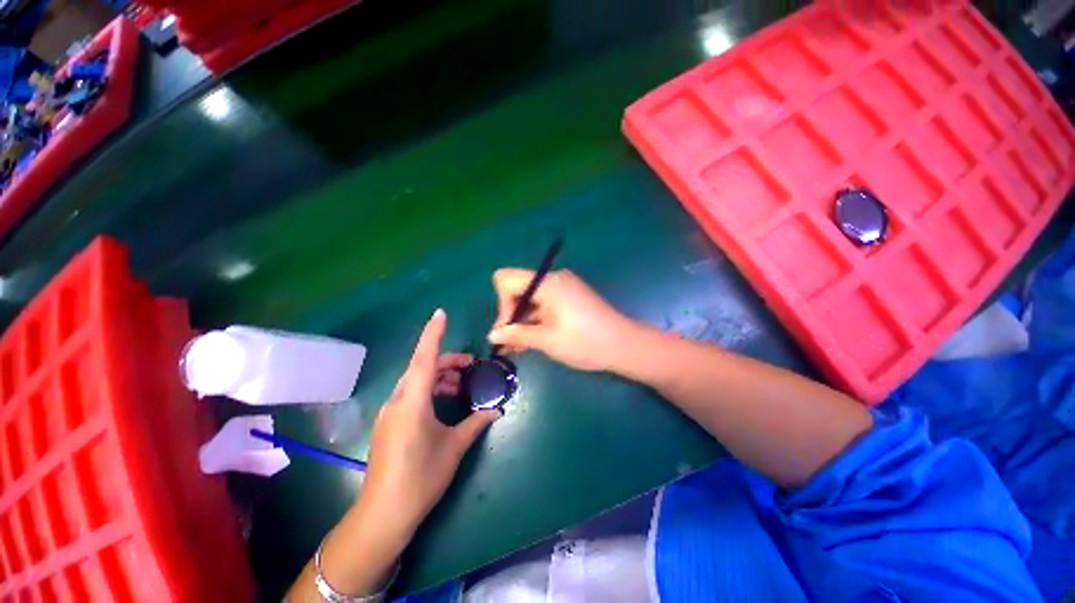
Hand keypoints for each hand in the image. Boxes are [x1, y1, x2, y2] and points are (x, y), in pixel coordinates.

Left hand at [361, 309, 500, 536]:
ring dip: (438, 376)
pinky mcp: (389, 423)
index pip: (424, 359)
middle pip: (421, 367)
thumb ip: (476, 423)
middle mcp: (397, 401)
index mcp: (413, 402)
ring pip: (415, 381)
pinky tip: (443, 401)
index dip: (433, 334)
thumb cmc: (420, 478)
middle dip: (446, 360)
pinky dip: (429, 389)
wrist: (382, 515)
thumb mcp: (453, 448)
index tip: (440, 313)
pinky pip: (410, 394)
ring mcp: (390, 412)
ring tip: (460, 384)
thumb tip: (496, 410)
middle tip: (470, 365)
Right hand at [488, 268, 638, 371]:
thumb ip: (517, 334)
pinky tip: (533, 339)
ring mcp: (564, 286)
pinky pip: (544, 303)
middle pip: (518, 288)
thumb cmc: (586, 343)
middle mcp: (554, 279)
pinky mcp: (570, 296)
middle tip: (510, 344)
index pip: (507, 280)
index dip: (502, 304)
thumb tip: (493, 335)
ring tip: (519, 347)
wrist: (625, 346)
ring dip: (522, 320)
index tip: (509, 329)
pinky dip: (535, 319)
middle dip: (511, 315)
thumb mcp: (548, 340)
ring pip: (530, 298)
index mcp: (548, 283)